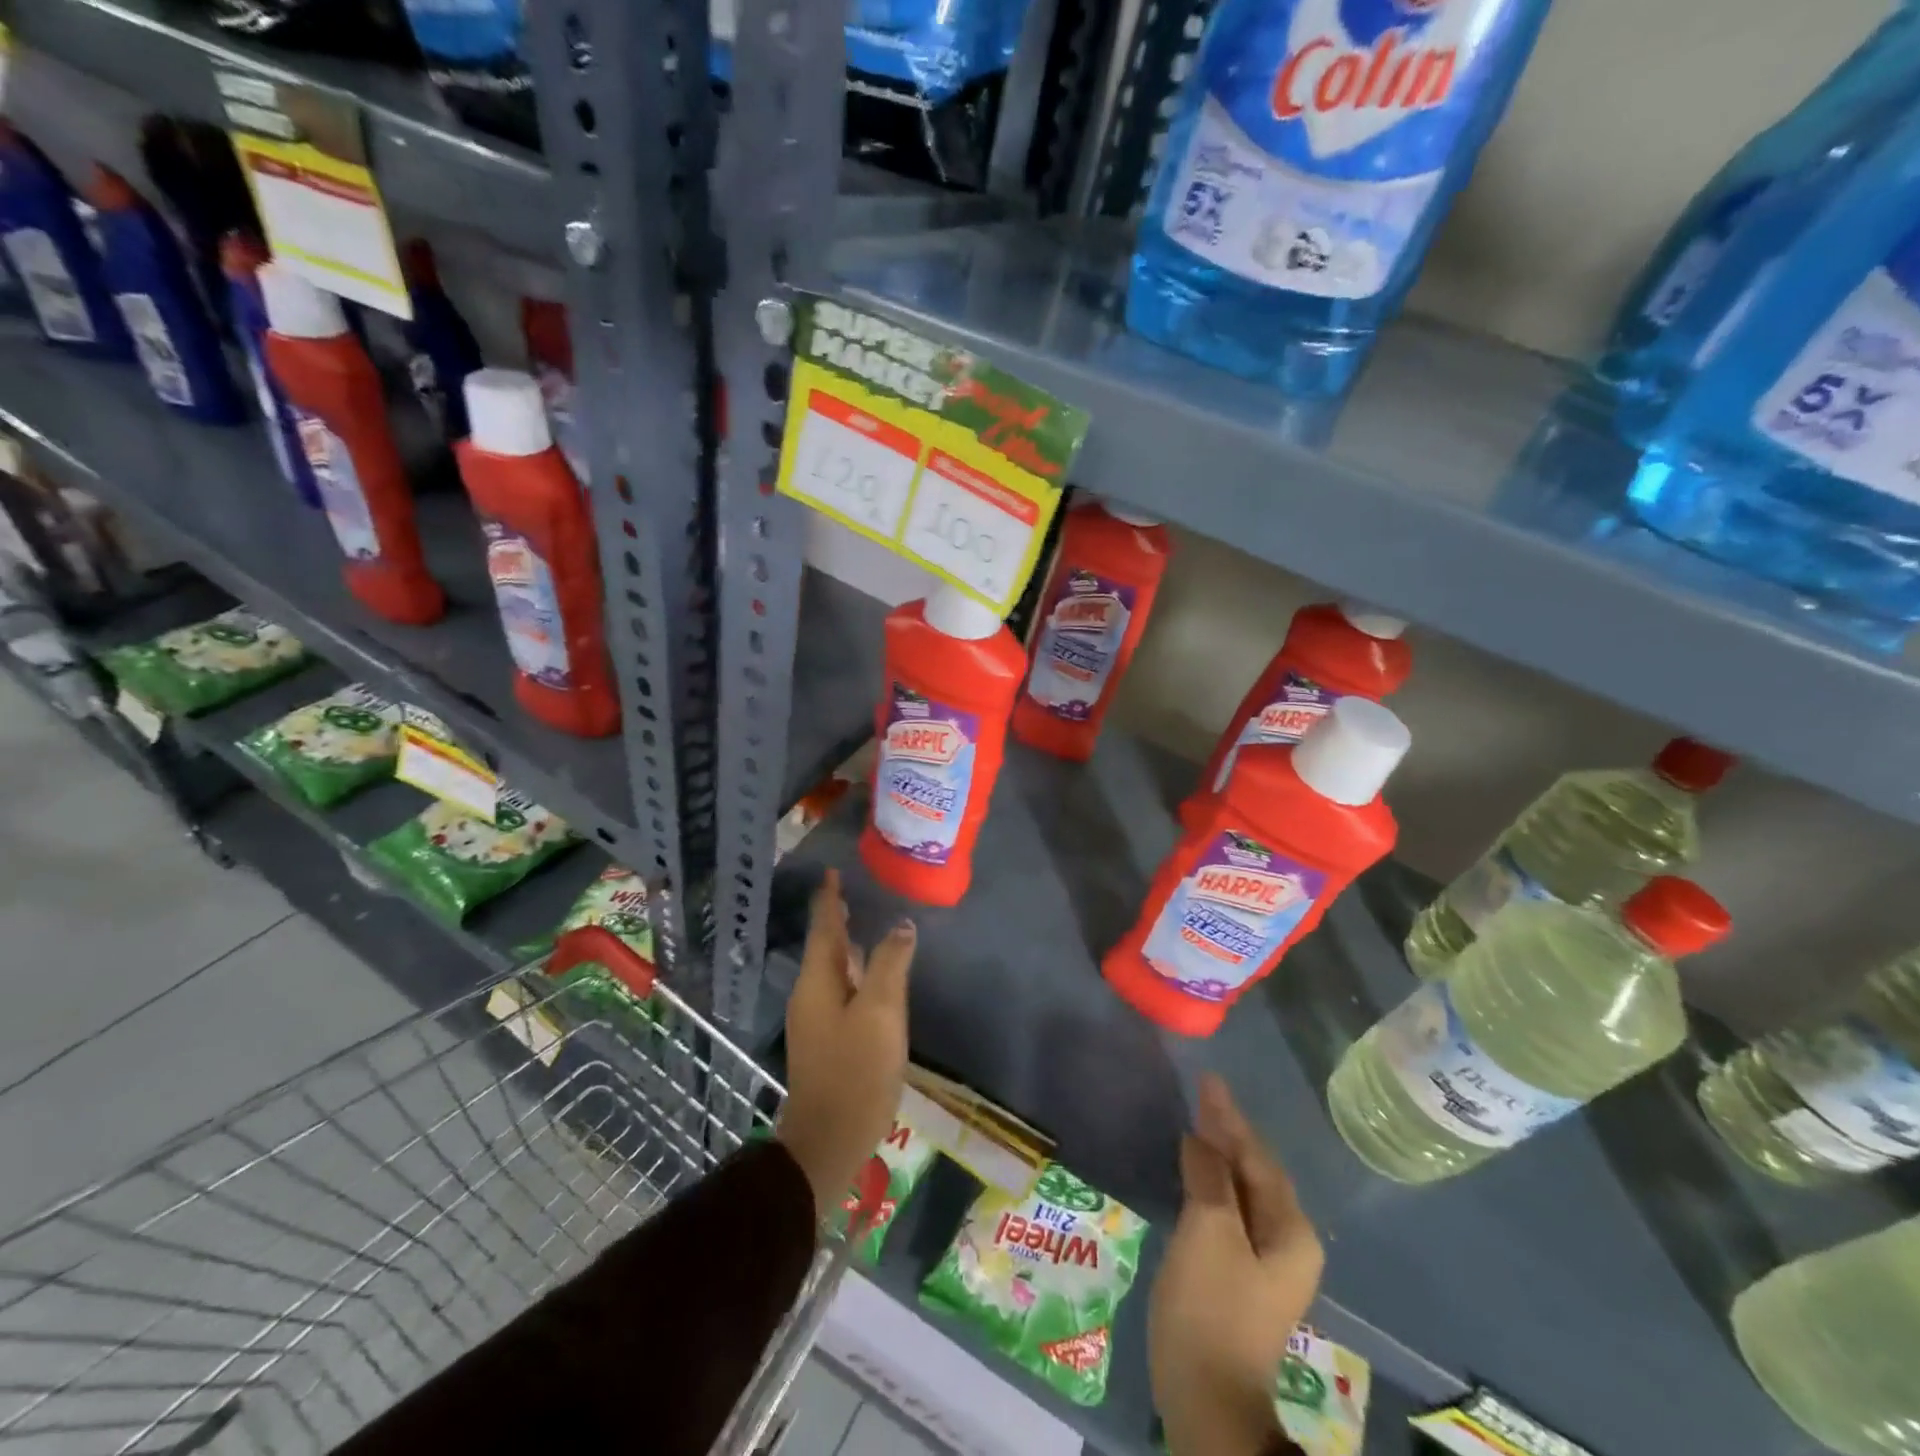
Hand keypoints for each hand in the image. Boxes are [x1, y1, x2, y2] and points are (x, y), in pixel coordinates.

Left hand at [777, 869, 915, 1219]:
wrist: (829, 1139)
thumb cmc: (856, 1070)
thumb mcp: (881, 1012)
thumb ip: (890, 965)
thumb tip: (901, 925)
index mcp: (818, 981)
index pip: (824, 928)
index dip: (830, 899)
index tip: (833, 873)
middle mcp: (811, 994)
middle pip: (825, 946)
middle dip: (837, 919)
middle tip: (853, 893)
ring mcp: (816, 1020)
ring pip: (833, 970)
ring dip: (846, 946)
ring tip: (865, 925)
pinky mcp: (827, 1040)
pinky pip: (840, 991)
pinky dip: (854, 973)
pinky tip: (871, 977)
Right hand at [1150, 1075, 1322, 1455]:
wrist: (1208, 1397)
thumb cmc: (1211, 1307)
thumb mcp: (1208, 1231)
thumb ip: (1209, 1178)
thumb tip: (1201, 1141)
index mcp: (1291, 1230)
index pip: (1257, 1158)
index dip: (1229, 1117)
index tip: (1209, 1081)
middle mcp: (1289, 1242)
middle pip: (1256, 1172)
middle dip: (1229, 1133)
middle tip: (1201, 1094)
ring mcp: (1267, 1263)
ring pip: (1244, 1192)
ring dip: (1221, 1157)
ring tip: (1197, 1123)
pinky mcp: (1243, 1277)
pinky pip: (1232, 1212)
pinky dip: (1214, 1185)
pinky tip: (1196, 1172)